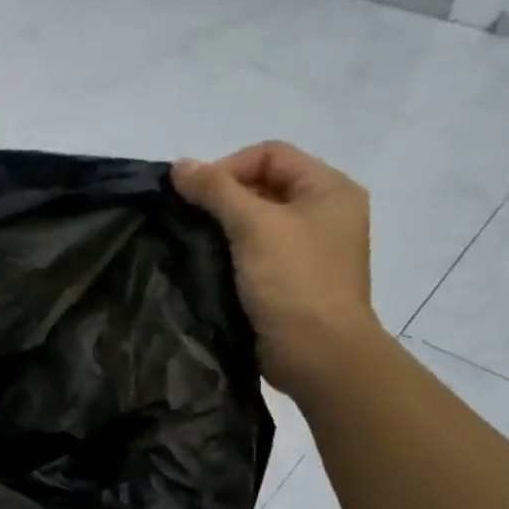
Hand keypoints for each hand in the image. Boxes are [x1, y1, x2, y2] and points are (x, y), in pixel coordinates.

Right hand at [173, 142, 380, 399]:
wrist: (317, 354)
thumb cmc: (293, 282)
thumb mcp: (253, 226)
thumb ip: (215, 190)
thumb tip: (178, 165)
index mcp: (329, 189)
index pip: (271, 154)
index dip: (229, 167)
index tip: (195, 198)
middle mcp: (325, 214)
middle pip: (264, 186)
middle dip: (223, 199)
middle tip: (190, 222)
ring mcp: (310, 250)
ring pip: (257, 222)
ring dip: (224, 229)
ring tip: (194, 244)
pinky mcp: (292, 281)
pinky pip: (257, 253)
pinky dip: (232, 255)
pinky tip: (209, 268)